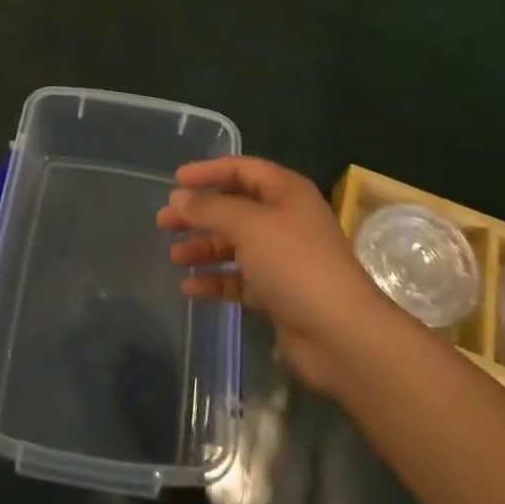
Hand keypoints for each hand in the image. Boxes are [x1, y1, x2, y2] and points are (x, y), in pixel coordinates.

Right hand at [159, 158, 394, 393]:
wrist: (340, 334)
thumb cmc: (294, 263)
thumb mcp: (248, 225)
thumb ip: (210, 209)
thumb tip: (179, 199)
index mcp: (285, 192)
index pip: (242, 169)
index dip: (208, 172)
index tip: (175, 181)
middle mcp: (285, 219)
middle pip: (234, 208)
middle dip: (199, 214)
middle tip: (164, 222)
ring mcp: (283, 258)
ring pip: (235, 244)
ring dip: (204, 248)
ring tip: (174, 256)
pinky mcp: (279, 292)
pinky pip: (240, 279)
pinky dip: (216, 280)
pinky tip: (191, 288)